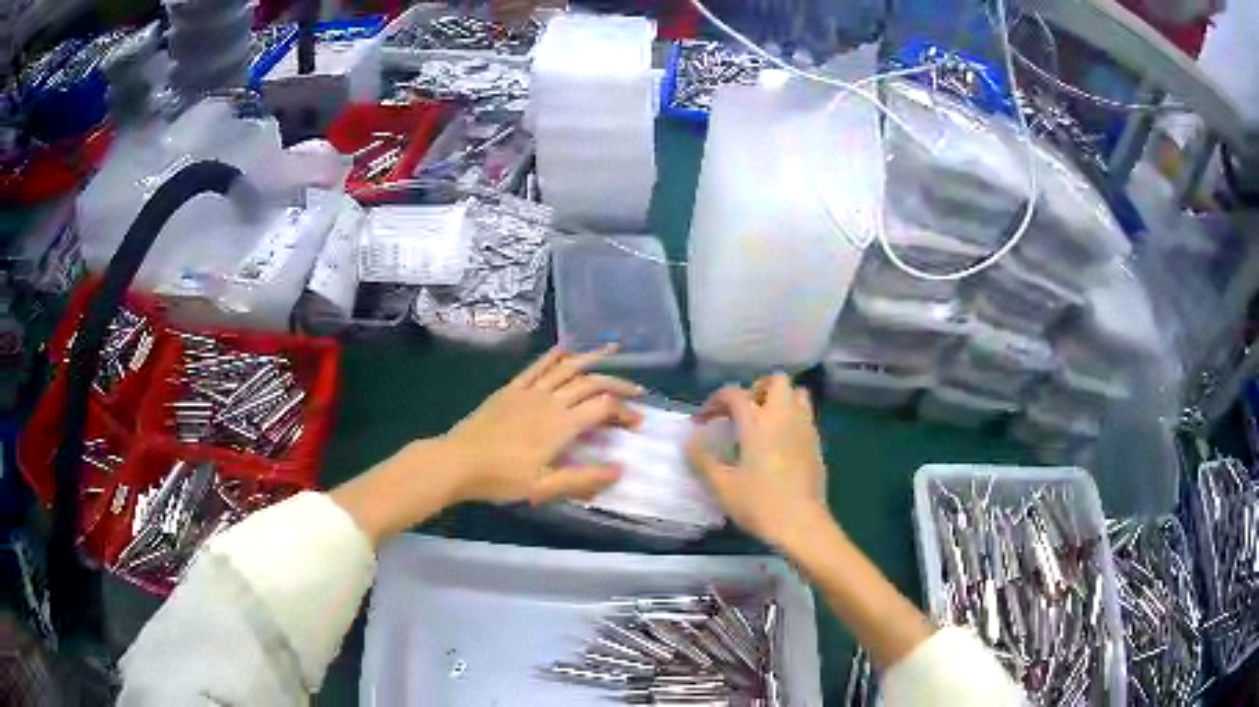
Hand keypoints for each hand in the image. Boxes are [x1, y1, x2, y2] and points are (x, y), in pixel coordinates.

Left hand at [439, 346, 643, 505]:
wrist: (458, 461)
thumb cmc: (501, 479)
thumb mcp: (543, 487)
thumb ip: (583, 478)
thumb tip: (620, 469)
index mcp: (561, 425)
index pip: (603, 408)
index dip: (625, 411)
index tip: (638, 421)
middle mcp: (550, 401)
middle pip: (591, 383)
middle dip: (618, 385)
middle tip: (637, 392)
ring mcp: (529, 391)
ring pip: (567, 367)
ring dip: (592, 358)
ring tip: (613, 351)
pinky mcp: (511, 388)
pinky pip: (537, 365)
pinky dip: (555, 355)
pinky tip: (566, 348)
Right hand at [687, 374, 830, 549]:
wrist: (801, 524)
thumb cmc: (759, 504)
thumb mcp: (722, 486)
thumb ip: (703, 460)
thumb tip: (690, 441)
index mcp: (758, 423)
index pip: (735, 394)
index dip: (715, 401)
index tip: (703, 420)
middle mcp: (784, 416)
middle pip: (776, 381)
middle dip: (756, 389)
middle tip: (742, 412)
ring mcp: (804, 428)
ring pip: (797, 394)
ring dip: (779, 400)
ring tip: (763, 423)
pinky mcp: (816, 444)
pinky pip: (805, 416)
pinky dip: (791, 418)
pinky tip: (779, 443)